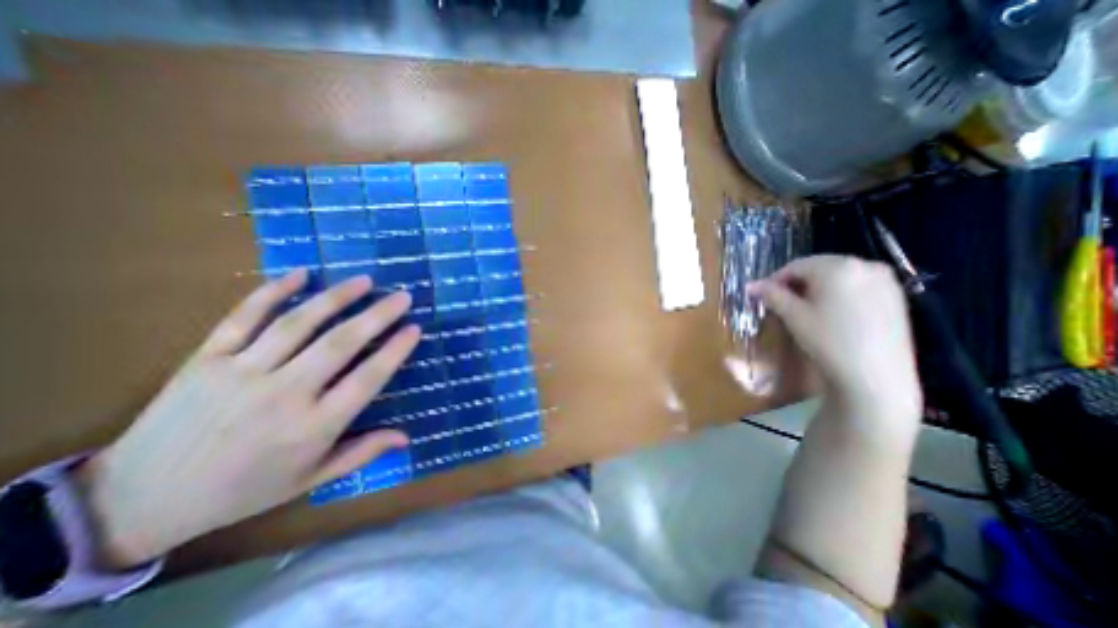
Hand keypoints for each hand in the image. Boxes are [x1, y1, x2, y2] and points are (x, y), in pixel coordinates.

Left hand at [74, 270, 424, 569]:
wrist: (135, 502)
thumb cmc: (244, 490)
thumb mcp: (311, 479)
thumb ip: (362, 453)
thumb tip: (406, 437)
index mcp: (312, 427)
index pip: (367, 379)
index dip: (394, 351)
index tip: (414, 329)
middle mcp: (283, 395)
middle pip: (340, 344)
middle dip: (377, 315)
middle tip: (402, 296)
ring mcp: (240, 373)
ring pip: (298, 324)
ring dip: (336, 298)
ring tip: (364, 281)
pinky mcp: (205, 360)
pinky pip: (243, 318)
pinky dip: (272, 292)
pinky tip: (300, 275)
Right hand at [749, 256, 925, 435]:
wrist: (877, 377)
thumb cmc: (828, 341)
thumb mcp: (793, 316)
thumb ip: (771, 295)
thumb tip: (750, 285)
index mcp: (838, 266)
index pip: (796, 266)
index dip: (775, 280)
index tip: (763, 296)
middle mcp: (865, 265)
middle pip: (819, 268)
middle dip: (797, 283)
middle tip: (782, 304)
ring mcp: (885, 280)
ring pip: (838, 277)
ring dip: (817, 288)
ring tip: (805, 310)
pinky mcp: (896, 297)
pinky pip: (857, 286)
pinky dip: (839, 294)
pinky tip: (832, 315)